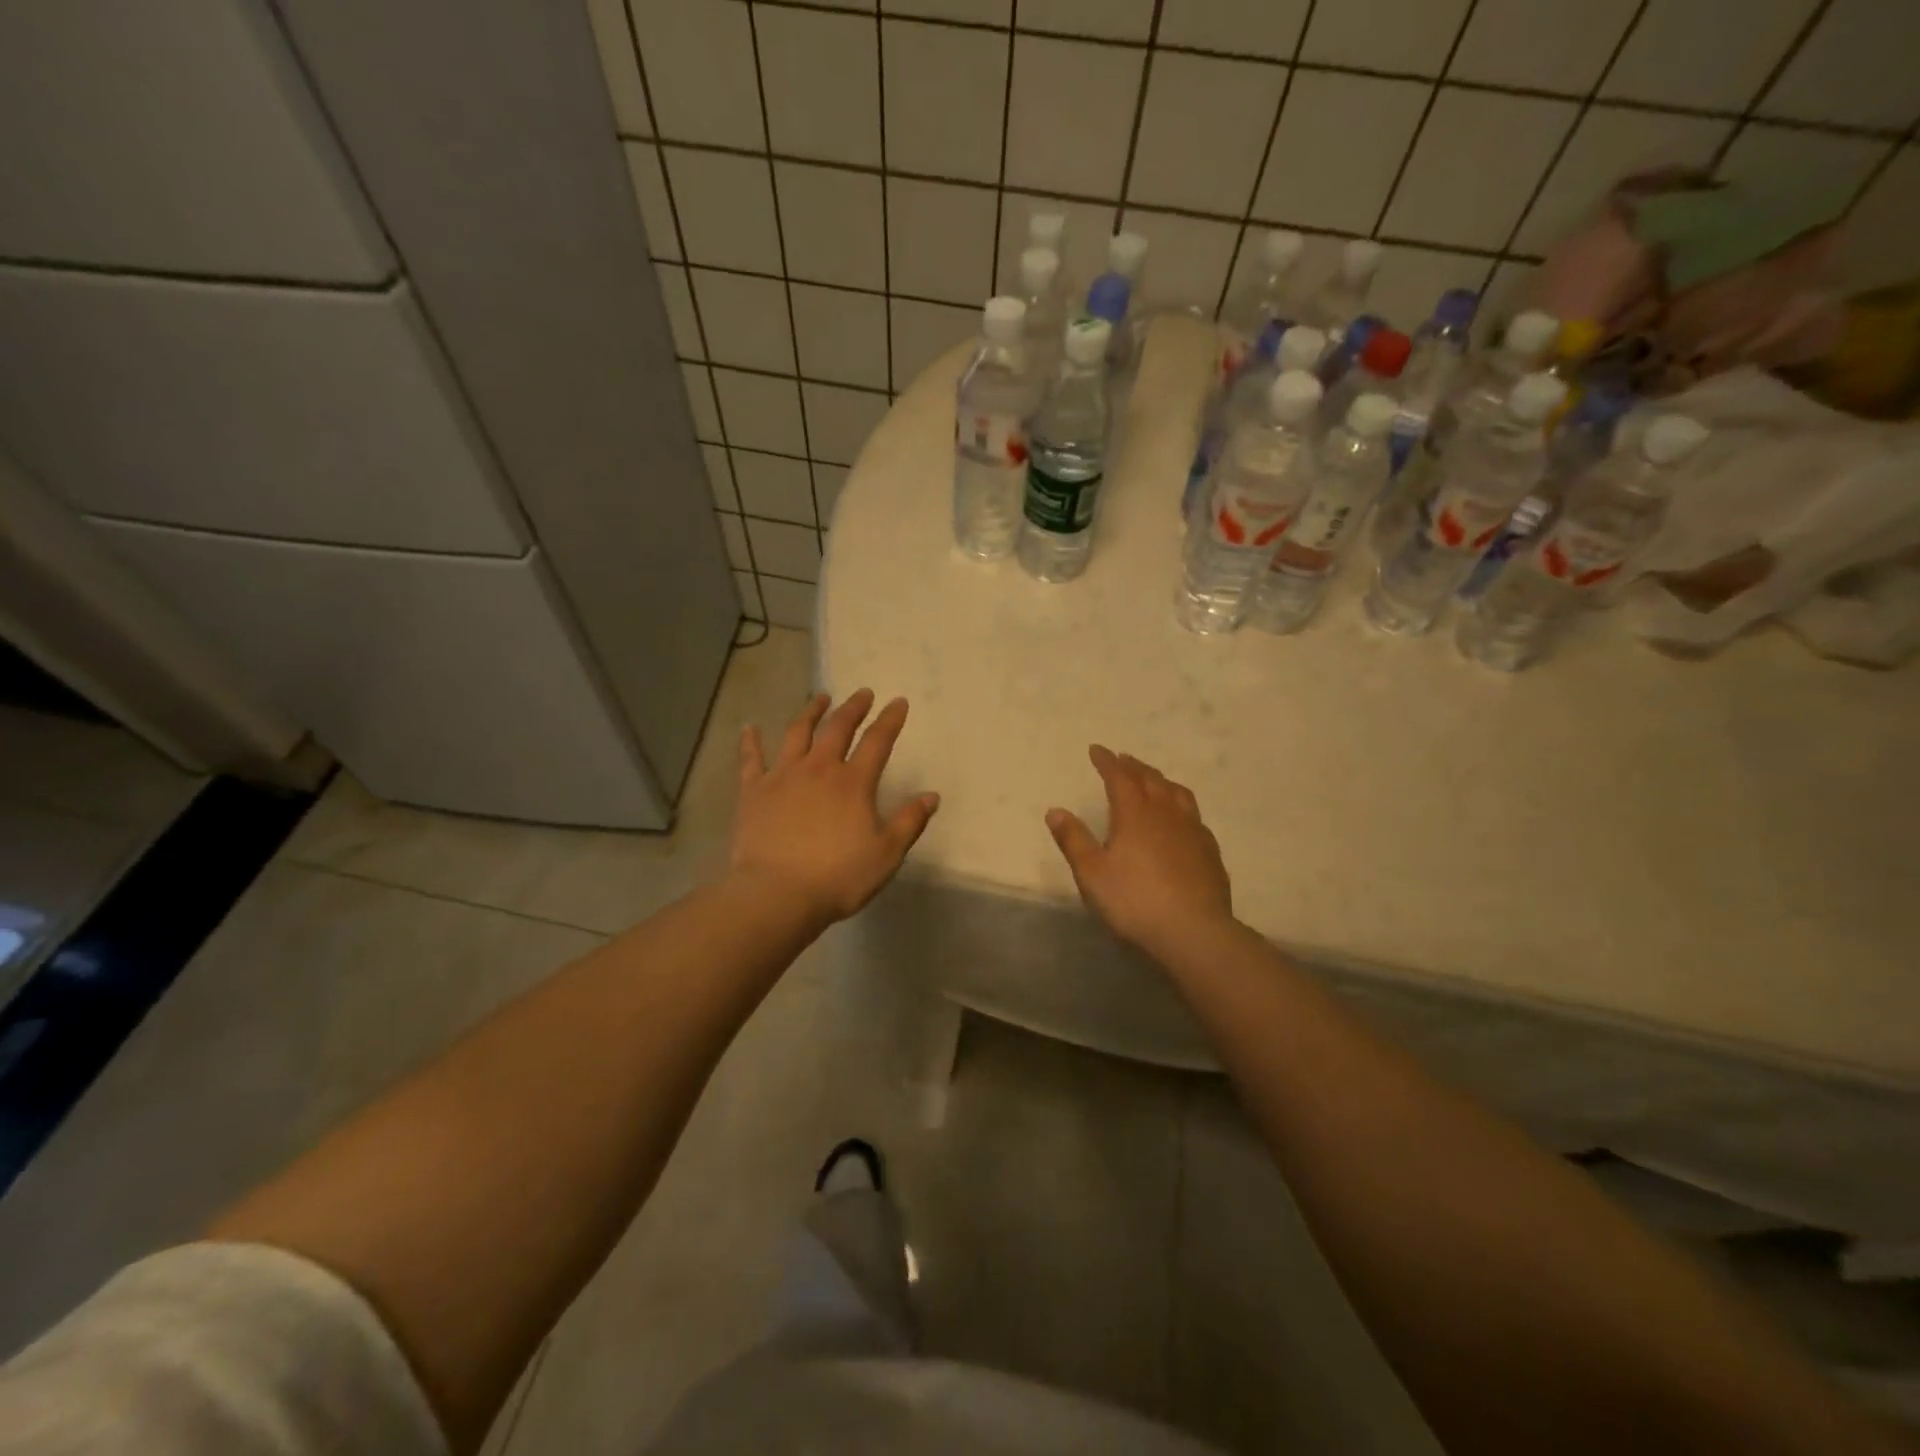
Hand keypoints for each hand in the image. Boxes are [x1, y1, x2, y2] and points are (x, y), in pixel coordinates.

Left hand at [731, 689, 939, 925]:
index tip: (898, 702)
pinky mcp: (754, 792)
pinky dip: (750, 742)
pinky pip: (751, 760)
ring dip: (810, 712)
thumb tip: (931, 796)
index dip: (890, 720)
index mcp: (853, 783)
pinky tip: (748, 728)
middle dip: (853, 707)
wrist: (776, 894)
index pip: (877, 741)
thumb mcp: (886, 854)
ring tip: (819, 698)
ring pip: (797, 733)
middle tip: (862, 693)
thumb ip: (909, 822)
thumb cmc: (837, 877)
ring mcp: (783, 776)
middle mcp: (819, 769)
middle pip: (838, 728)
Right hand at [1046, 746, 1231, 951]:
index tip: (1097, 749)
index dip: (1107, 761)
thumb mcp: (1091, 873)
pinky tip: (1181, 818)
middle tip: (1123, 759)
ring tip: (1154, 780)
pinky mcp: (1209, 851)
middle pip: (1150, 779)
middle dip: (1134, 766)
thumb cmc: (1134, 901)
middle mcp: (1165, 813)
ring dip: (1161, 781)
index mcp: (1134, 814)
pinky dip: (1181, 805)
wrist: (1193, 931)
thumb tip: (1055, 810)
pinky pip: (1194, 815)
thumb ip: (1073, 839)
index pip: (1119, 777)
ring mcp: (1192, 830)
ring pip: (1177, 793)